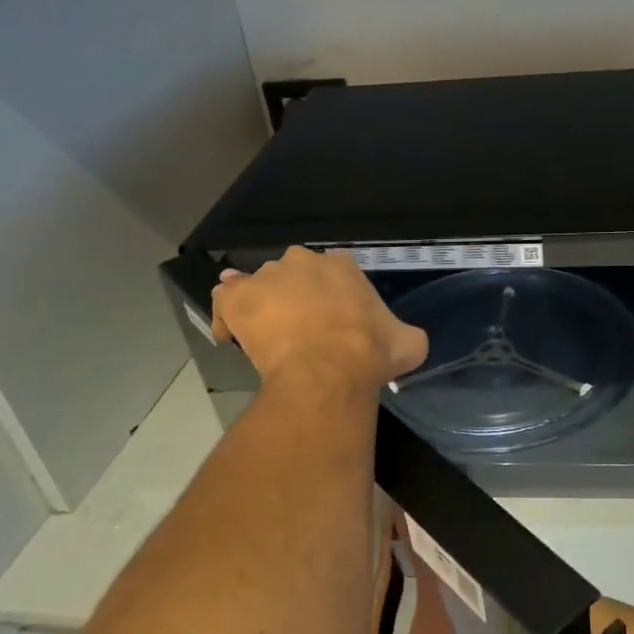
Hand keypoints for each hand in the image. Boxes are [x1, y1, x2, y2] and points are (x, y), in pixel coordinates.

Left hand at [212, 247, 428, 392]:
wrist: (329, 371)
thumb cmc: (371, 353)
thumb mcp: (408, 343)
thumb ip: (405, 334)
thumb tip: (406, 341)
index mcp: (343, 266)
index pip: (334, 273)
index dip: (332, 298)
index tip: (334, 323)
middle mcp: (303, 261)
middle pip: (294, 275)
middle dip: (295, 297)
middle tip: (301, 331)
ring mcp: (267, 277)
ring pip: (258, 286)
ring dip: (261, 306)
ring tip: (264, 338)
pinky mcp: (238, 298)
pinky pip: (225, 300)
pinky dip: (227, 315)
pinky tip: (232, 335)